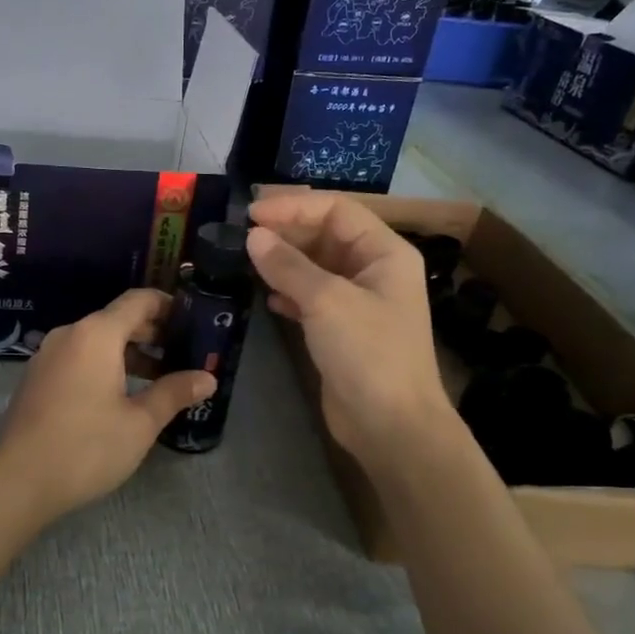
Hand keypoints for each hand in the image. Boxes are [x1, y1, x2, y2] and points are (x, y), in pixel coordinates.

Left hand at [0, 289, 215, 523]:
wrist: (18, 481)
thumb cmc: (86, 447)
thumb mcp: (140, 423)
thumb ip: (174, 393)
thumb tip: (208, 378)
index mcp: (96, 334)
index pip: (138, 300)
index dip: (168, 306)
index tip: (193, 321)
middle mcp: (69, 334)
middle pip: (116, 319)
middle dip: (152, 332)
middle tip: (183, 353)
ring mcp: (47, 356)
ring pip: (96, 341)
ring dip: (128, 353)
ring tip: (158, 378)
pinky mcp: (36, 378)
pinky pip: (77, 358)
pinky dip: (103, 365)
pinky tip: (120, 395)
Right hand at [246, 192, 453, 470]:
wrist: (391, 426)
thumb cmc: (368, 353)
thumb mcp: (327, 301)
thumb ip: (288, 265)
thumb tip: (253, 236)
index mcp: (385, 252)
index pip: (337, 210)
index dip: (294, 207)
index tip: (251, 214)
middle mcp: (373, 270)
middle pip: (325, 236)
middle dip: (286, 233)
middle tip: (243, 236)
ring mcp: (358, 302)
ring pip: (315, 267)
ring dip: (283, 263)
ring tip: (246, 261)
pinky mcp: (341, 330)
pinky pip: (310, 298)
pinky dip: (288, 293)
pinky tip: (266, 298)